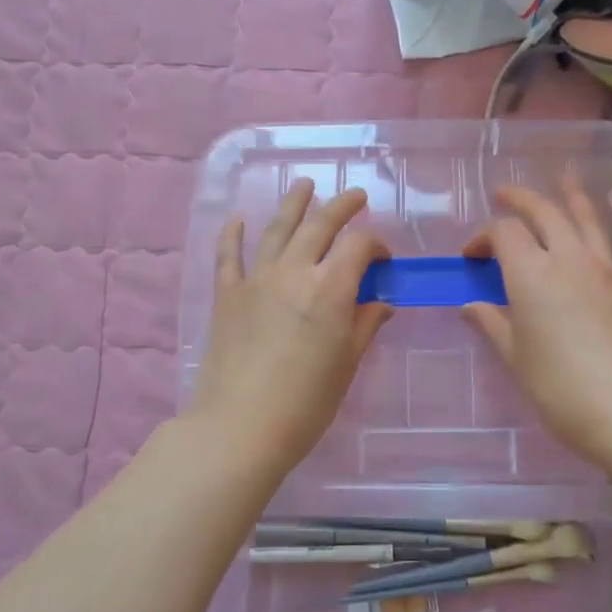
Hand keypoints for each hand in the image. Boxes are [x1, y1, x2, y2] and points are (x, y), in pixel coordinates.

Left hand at [189, 181, 393, 473]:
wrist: (240, 426)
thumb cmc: (306, 402)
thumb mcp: (347, 364)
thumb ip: (365, 325)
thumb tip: (380, 303)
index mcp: (331, 288)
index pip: (359, 246)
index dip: (376, 244)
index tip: (383, 258)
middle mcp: (294, 272)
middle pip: (320, 225)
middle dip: (342, 206)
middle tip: (355, 196)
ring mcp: (256, 280)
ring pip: (277, 229)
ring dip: (294, 204)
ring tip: (305, 185)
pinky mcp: (227, 295)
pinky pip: (229, 256)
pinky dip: (234, 234)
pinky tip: (238, 219)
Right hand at [462, 178, 611, 467]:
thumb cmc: (559, 387)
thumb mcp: (515, 357)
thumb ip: (492, 323)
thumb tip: (470, 306)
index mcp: (531, 273)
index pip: (503, 234)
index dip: (483, 237)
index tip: (471, 258)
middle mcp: (568, 259)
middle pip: (544, 214)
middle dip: (521, 200)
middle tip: (504, 194)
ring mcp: (605, 271)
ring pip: (588, 221)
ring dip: (573, 197)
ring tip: (565, 176)